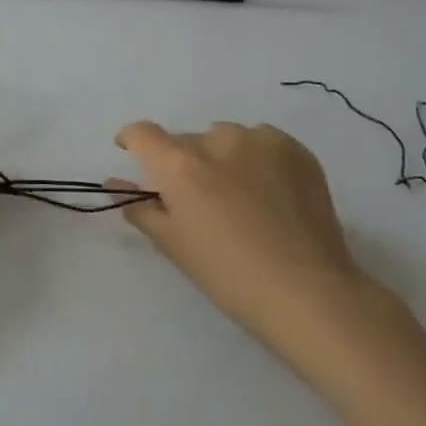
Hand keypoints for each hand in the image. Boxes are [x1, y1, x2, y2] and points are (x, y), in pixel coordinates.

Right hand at [112, 120, 408, 389]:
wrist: (308, 291)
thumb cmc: (228, 274)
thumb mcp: (173, 244)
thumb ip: (141, 207)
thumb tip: (116, 184)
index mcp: (180, 166)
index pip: (143, 133)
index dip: (132, 139)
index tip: (132, 153)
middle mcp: (217, 141)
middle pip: (186, 140)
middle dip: (183, 162)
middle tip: (198, 199)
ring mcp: (260, 142)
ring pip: (225, 138)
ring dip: (221, 157)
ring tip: (238, 195)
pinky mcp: (296, 150)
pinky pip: (261, 142)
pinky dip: (255, 158)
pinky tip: (268, 192)